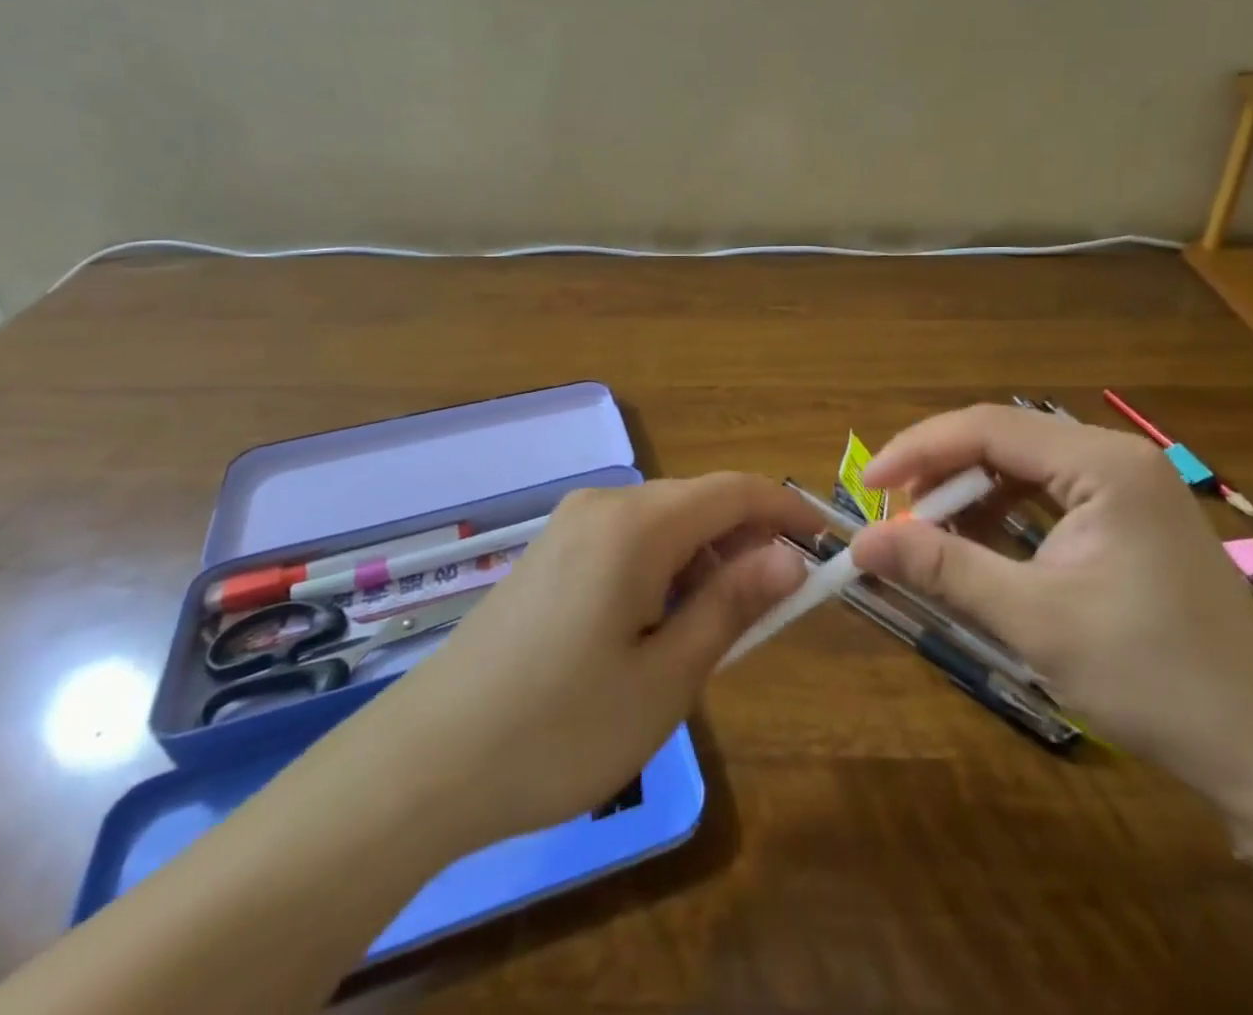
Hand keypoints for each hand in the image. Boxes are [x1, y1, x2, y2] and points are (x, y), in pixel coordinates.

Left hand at [368, 474, 811, 851]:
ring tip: (715, 631)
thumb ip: (732, 605)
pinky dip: (663, 569)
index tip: (826, 547)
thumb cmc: (561, 727)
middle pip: (699, 503)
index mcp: (636, 524)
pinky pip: (627, 541)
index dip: (787, 511)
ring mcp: (569, 525)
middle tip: (773, 610)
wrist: (426, 762)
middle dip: (746, 543)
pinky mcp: (549, 552)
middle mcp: (602, 505)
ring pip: (663, 523)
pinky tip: (657, 627)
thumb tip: (790, 559)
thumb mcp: (666, 677)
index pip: (735, 491)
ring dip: (704, 561)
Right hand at [852, 406, 1252, 837]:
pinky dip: (999, 513)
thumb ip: (943, 567)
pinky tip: (976, 543)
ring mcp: (1125, 484)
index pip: (987, 427)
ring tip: (925, 529)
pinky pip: (1043, 493)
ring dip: (966, 492)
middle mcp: (1114, 456)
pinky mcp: (1126, 515)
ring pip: (1019, 464)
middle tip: (893, 513)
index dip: (917, 450)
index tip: (867, 487)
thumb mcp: (1033, 619)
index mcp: (1102, 464)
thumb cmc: (1151, 676)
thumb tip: (860, 542)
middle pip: (1002, 438)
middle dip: (940, 470)